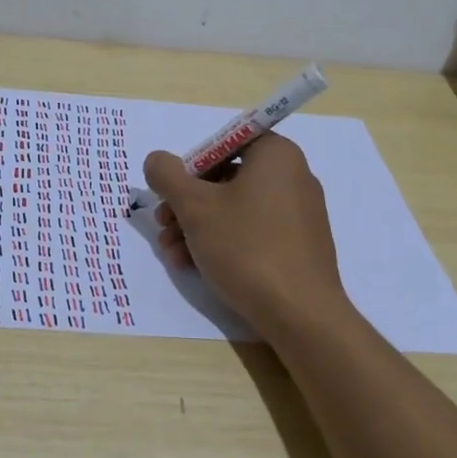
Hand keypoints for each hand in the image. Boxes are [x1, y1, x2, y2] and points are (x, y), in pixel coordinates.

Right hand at [144, 134, 347, 337]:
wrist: (300, 314)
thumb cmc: (246, 247)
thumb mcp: (195, 207)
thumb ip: (168, 176)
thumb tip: (156, 160)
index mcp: (276, 155)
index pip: (225, 143)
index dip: (191, 165)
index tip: (171, 192)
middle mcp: (292, 176)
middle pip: (226, 178)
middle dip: (187, 203)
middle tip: (163, 224)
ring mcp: (298, 213)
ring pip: (235, 208)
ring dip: (197, 226)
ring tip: (172, 253)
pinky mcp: (298, 245)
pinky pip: (252, 231)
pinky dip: (222, 242)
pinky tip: (193, 266)